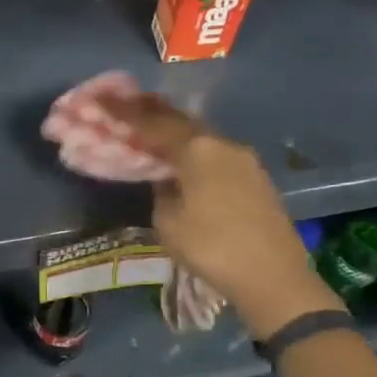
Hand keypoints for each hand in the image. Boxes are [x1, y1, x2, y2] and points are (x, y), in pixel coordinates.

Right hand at [101, 94, 339, 337]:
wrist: (275, 278)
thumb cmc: (213, 248)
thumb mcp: (169, 223)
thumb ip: (161, 192)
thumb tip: (166, 179)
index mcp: (197, 149)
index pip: (152, 123)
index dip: (123, 111)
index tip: (102, 98)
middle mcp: (222, 144)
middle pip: (180, 120)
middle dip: (151, 111)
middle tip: (125, 104)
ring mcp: (244, 159)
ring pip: (200, 136)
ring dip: (174, 130)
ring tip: (151, 129)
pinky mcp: (256, 177)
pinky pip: (215, 153)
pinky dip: (193, 149)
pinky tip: (183, 158)